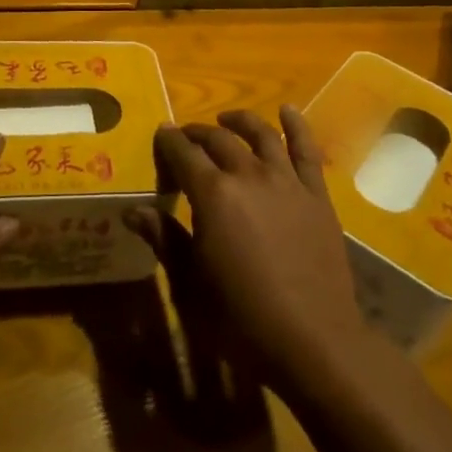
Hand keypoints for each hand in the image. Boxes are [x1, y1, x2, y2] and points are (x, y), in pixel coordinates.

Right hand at [141, 108, 371, 386]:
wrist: (312, 340)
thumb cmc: (240, 318)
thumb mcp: (190, 283)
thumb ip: (164, 239)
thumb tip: (134, 210)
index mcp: (213, 194)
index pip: (183, 154)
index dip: (169, 142)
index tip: (161, 135)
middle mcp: (248, 175)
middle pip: (218, 140)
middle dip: (198, 133)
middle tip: (186, 137)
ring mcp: (287, 182)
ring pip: (261, 135)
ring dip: (240, 122)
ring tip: (227, 120)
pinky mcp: (316, 195)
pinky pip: (306, 151)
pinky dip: (296, 125)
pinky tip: (288, 110)